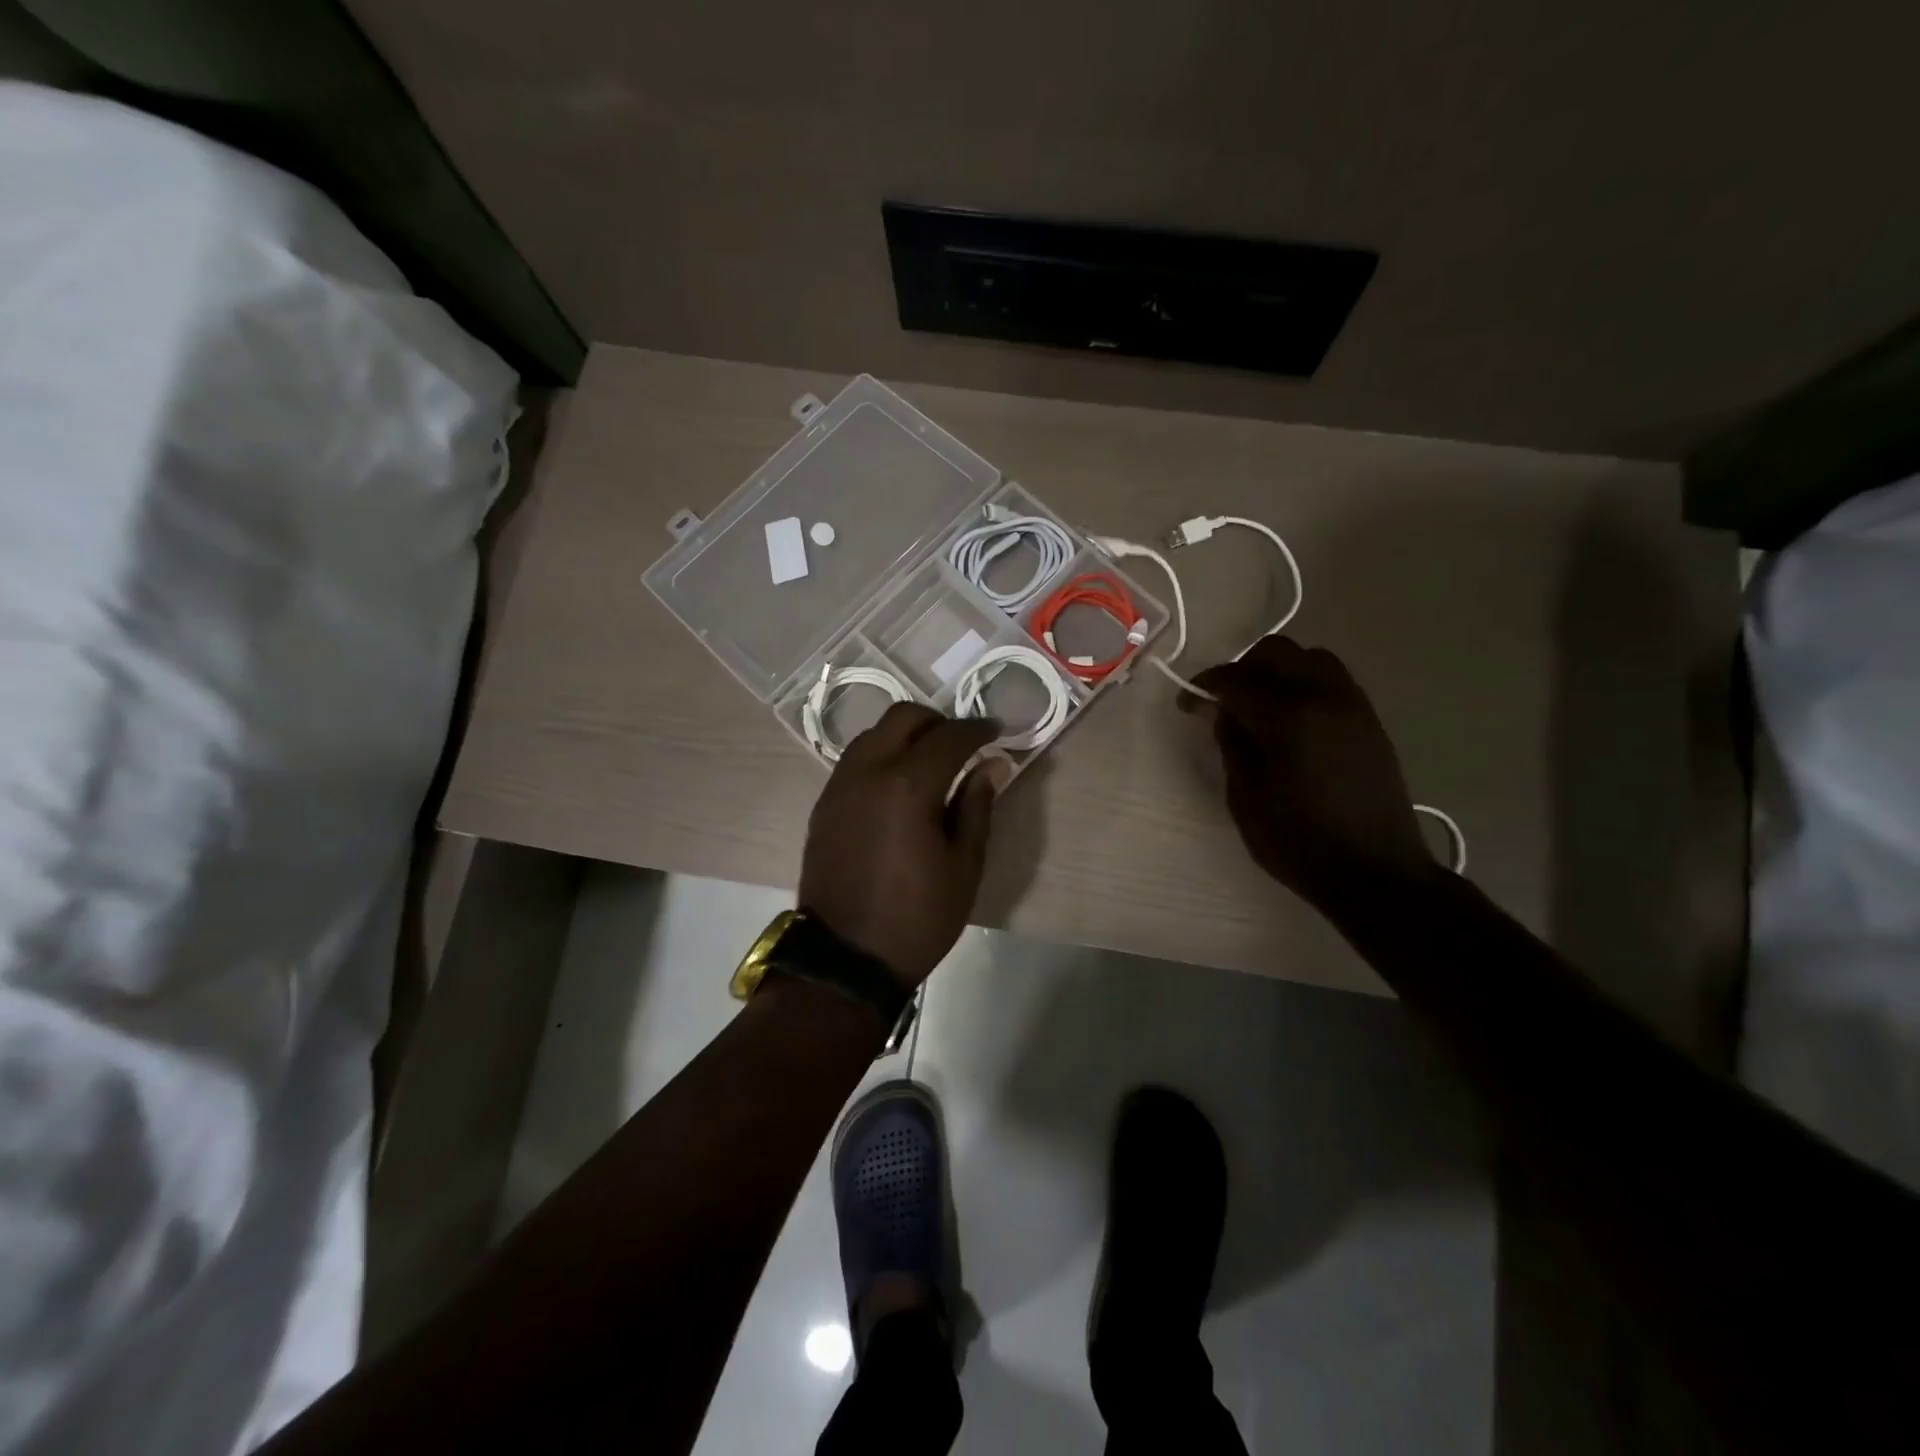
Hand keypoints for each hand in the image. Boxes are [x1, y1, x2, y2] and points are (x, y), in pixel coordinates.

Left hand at [799, 704, 1010, 986]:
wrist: (845, 959)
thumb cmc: (917, 917)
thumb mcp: (963, 866)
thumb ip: (976, 806)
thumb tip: (993, 765)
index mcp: (906, 786)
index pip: (948, 737)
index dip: (977, 729)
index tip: (997, 731)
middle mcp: (866, 772)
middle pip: (902, 717)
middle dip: (937, 721)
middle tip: (962, 744)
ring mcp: (838, 787)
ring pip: (873, 735)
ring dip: (905, 735)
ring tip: (930, 763)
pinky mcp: (823, 806)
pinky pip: (855, 761)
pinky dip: (881, 756)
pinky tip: (898, 787)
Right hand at [1189, 636, 1431, 910]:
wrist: (1375, 872)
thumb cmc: (1299, 841)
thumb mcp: (1246, 797)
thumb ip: (1231, 744)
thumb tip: (1221, 711)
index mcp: (1287, 717)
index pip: (1235, 679)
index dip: (1203, 686)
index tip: (1185, 704)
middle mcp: (1323, 696)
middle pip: (1276, 652)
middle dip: (1241, 669)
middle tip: (1223, 702)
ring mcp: (1353, 705)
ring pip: (1309, 658)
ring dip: (1277, 671)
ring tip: (1259, 706)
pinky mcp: (1369, 720)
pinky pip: (1332, 680)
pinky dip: (1304, 684)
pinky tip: (1291, 719)